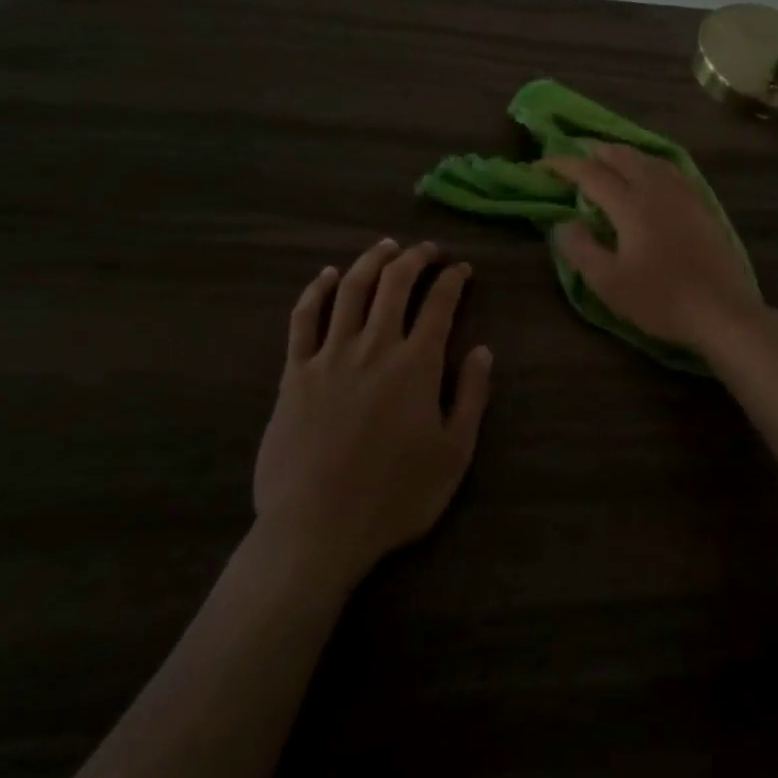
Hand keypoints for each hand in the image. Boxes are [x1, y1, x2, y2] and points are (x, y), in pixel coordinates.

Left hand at [252, 239, 492, 582]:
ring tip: (386, 247)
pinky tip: (327, 276)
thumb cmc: (394, 497)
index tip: (461, 269)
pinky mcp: (294, 373)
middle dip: (415, 258)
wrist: (316, 530)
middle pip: (394, 284)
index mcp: (416, 364)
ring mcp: (329, 356)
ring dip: (371, 261)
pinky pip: (304, 319)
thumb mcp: (453, 454)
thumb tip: (482, 350)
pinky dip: (316, 290)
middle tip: (427, 250)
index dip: (453, 279)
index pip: (439, 304)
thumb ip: (471, 397)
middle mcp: (374, 347)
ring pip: (351, 289)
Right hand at [541, 144, 763, 352]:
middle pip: (621, 156)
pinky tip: (649, 174)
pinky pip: (669, 169)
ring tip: (606, 159)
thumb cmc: (661, 300)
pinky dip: (648, 163)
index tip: (541, 165)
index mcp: (631, 204)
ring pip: (648, 159)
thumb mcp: (609, 283)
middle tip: (573, 156)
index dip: (563, 165)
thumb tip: (563, 223)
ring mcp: (683, 194)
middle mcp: (656, 189)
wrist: (722, 311)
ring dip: (621, 154)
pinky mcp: (701, 204)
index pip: (590, 173)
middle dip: (593, 151)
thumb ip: (580, 249)